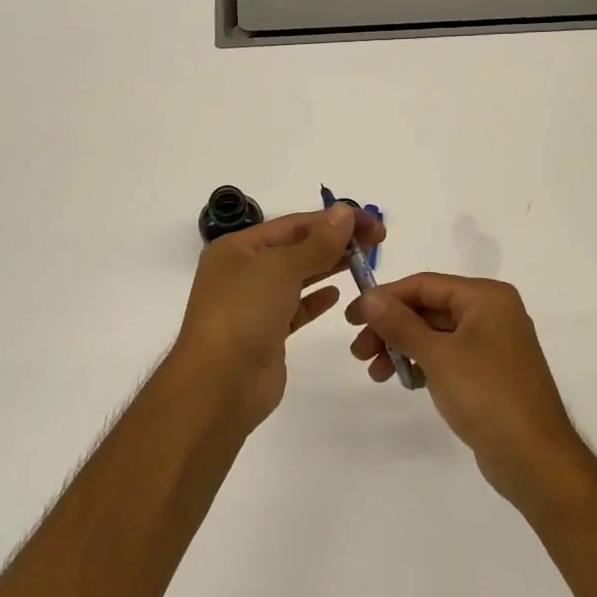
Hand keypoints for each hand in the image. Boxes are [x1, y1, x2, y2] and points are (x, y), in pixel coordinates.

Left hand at [173, 204, 385, 431]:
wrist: (219, 384)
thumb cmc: (244, 313)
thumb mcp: (281, 268)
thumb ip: (317, 242)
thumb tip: (344, 211)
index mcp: (237, 248)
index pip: (293, 224)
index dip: (333, 220)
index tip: (372, 223)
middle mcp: (242, 272)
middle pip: (295, 248)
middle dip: (334, 242)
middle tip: (377, 242)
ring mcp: (253, 305)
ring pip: (297, 278)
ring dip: (328, 267)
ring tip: (364, 262)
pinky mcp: (266, 334)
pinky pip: (295, 309)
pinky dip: (315, 300)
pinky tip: (337, 295)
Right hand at [347, 274, 590, 505]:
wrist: (535, 459)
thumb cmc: (487, 396)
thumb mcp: (438, 356)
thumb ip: (400, 323)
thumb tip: (369, 297)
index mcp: (486, 297)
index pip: (425, 284)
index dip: (385, 298)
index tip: (351, 317)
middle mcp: (492, 312)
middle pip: (428, 308)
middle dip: (390, 327)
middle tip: (358, 351)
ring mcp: (492, 343)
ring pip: (435, 333)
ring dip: (401, 347)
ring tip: (374, 372)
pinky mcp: (488, 372)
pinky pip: (447, 355)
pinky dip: (422, 362)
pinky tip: (402, 379)